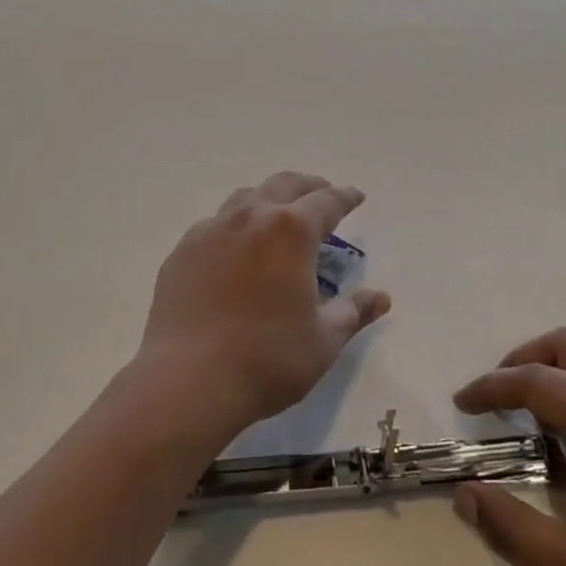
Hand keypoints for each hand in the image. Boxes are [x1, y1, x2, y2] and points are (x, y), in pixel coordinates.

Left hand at [138, 172, 390, 439]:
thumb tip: (380, 297)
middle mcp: (251, 216)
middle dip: (309, 186)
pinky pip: (216, 224)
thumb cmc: (266, 360)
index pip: (327, 201)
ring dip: (270, 200)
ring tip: (279, 217)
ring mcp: (212, 229)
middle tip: (322, 196)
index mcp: (291, 231)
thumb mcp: (323, 341)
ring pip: (246, 197)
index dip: (345, 197)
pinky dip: (235, 226)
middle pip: (285, 184)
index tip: (356, 197)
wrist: (187, 380)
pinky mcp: (184, 249)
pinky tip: (236, 249)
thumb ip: (353, 312)